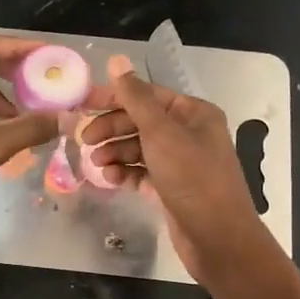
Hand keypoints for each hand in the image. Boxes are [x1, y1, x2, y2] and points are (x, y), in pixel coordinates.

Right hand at [81, 59, 272, 281]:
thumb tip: (117, 61)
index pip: (146, 95)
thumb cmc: (192, 178)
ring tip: (97, 165)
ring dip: (115, 153)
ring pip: (139, 149)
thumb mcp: (161, 133)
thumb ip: (136, 98)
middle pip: (140, 122)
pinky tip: (111, 180)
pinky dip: (126, 174)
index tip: (82, 104)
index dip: (114, 97)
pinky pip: (142, 173)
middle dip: (112, 129)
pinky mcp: (172, 188)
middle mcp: (189, 133)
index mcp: (193, 113)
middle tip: (85, 141)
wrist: (217, 237)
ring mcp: (180, 162)